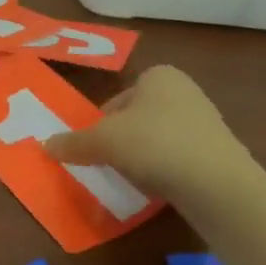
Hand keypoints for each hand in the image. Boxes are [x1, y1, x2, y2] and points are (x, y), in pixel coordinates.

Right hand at [44, 64, 263, 201]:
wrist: (218, 184)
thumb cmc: (155, 144)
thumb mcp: (103, 142)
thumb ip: (73, 142)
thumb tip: (45, 145)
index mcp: (159, 76)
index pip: (118, 98)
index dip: (102, 122)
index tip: (97, 146)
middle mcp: (185, 91)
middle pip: (137, 118)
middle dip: (123, 140)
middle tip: (110, 163)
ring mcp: (206, 122)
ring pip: (158, 139)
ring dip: (144, 157)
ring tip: (134, 179)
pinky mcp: (219, 153)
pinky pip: (180, 158)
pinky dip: (166, 171)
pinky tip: (159, 188)